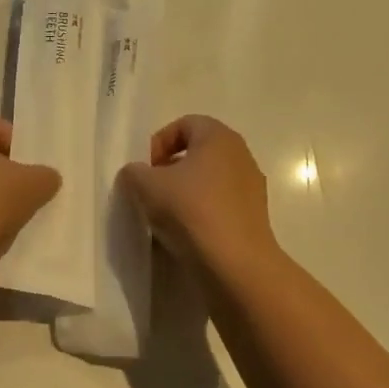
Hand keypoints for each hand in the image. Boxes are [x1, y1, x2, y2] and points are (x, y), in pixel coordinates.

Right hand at [119, 115, 277, 269]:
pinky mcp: (255, 216)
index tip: (145, 169)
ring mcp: (252, 187)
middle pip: (199, 152)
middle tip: (152, 190)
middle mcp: (241, 155)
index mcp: (218, 137)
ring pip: (210, 180)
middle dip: (171, 168)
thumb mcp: (146, 186)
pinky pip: (221, 204)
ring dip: (186, 192)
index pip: (184, 124)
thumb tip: (136, 174)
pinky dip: (203, 212)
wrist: (235, 263)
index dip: (159, 142)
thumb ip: (134, 172)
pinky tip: (188, 233)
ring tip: (167, 216)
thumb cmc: (190, 211)